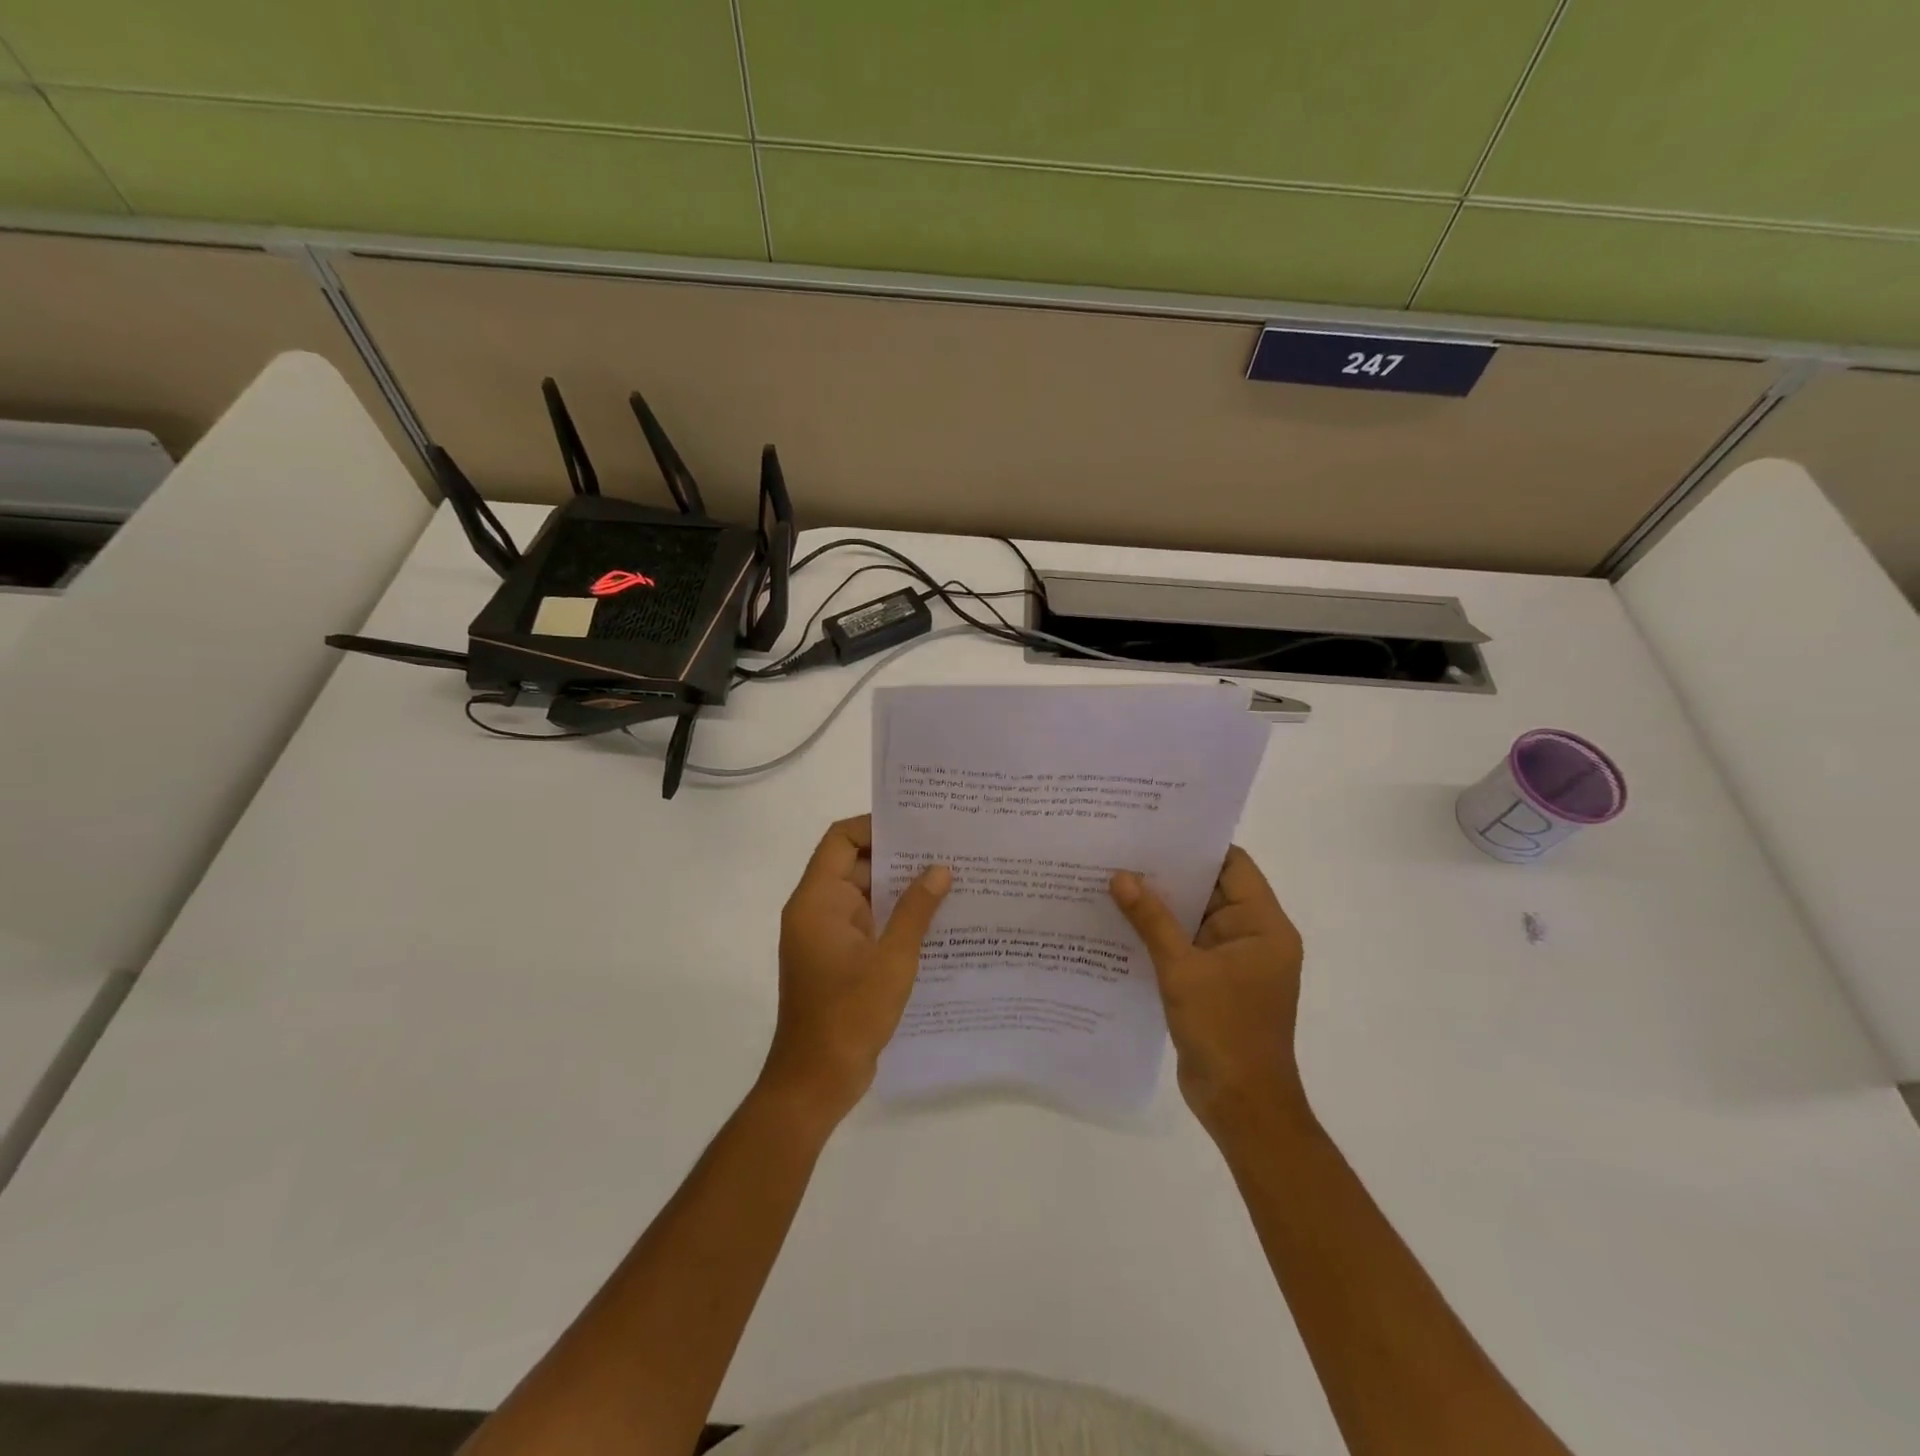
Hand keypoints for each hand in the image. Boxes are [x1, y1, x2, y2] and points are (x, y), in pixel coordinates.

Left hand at [764, 816, 950, 1122]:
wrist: (816, 1081)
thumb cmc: (849, 1015)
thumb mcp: (892, 960)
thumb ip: (916, 910)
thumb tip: (940, 869)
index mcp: (818, 900)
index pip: (841, 840)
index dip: (875, 826)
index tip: (918, 826)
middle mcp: (817, 910)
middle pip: (855, 864)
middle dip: (898, 857)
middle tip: (946, 849)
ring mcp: (826, 936)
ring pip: (864, 895)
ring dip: (900, 889)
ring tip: (949, 879)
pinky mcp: (838, 958)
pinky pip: (867, 922)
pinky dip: (894, 916)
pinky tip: (935, 920)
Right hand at [1111, 846, 1306, 1133]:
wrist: (1241, 1105)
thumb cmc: (1224, 1031)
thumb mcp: (1183, 970)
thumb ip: (1151, 920)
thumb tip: (1120, 876)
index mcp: (1264, 926)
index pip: (1233, 865)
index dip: (1196, 845)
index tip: (1154, 828)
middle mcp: (1253, 936)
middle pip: (1211, 888)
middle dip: (1169, 873)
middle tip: (1122, 848)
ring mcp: (1233, 961)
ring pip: (1194, 918)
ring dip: (1160, 904)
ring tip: (1113, 878)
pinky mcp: (1214, 982)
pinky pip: (1186, 945)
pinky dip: (1160, 934)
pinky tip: (1121, 922)